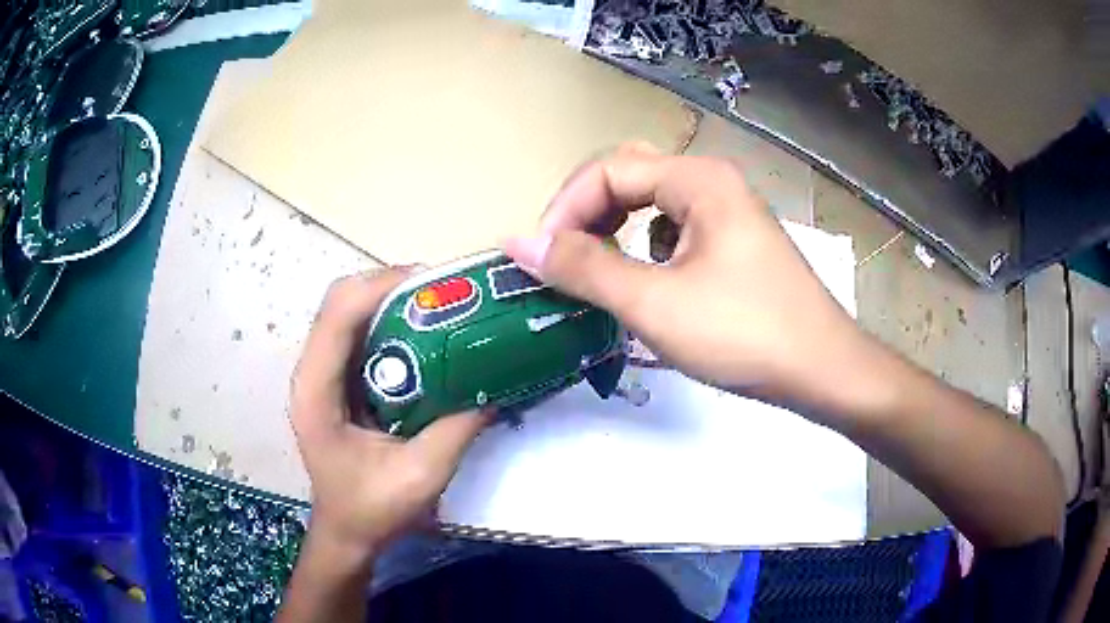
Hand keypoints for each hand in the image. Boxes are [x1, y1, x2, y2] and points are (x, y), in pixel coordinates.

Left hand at [289, 270, 488, 562]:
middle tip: (446, 295)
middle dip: (393, 286)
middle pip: (342, 301)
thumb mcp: (421, 475)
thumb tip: (496, 383)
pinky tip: (427, 335)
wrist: (347, 531)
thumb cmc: (372, 510)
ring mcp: (322, 373)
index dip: (383, 286)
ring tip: (441, 307)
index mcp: (316, 392)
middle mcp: (312, 372)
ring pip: (351, 311)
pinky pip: (361, 332)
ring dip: (394, 300)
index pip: (338, 314)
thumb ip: (457, 428)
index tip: (436, 286)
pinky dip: (392, 322)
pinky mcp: (337, 379)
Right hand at [505, 145, 878, 421]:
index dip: (564, 210)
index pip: (607, 170)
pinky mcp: (733, 242)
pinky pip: (674, 229)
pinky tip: (648, 283)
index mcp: (697, 179)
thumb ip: (583, 268)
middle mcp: (712, 182)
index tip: (540, 260)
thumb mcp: (654, 304)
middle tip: (563, 260)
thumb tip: (518, 241)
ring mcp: (727, 212)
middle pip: (628, 177)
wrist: (823, 370)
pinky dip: (645, 248)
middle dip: (586, 214)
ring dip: (615, 230)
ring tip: (598, 272)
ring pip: (651, 204)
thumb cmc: (744, 334)